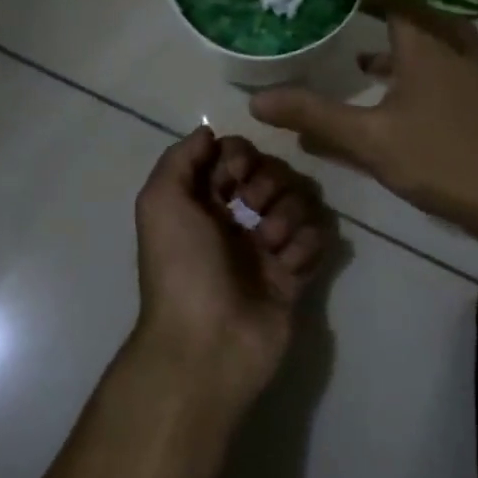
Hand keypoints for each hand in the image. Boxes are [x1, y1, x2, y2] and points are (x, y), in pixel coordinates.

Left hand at [132, 127, 333, 413]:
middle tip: (253, 208)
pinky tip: (289, 264)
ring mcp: (267, 248)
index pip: (235, 156)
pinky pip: (317, 239)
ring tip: (271, 244)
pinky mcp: (295, 276)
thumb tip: (209, 133)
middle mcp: (235, 220)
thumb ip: (180, 158)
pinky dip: (307, 244)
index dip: (241, 156)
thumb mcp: (160, 202)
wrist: (207, 344)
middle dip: (268, 183)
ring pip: (299, 202)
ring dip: (288, 214)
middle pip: (272, 173)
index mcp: (202, 202)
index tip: (237, 174)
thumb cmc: (180, 267)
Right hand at [249, 0, 477, 268]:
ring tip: (348, 40)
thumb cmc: (447, 160)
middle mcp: (452, 39)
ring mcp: (472, 64)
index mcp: (426, 38)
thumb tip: (255, 100)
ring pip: (422, 33)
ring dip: (387, 32)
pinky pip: (434, 58)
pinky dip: (405, 60)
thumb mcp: (371, 140)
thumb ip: (314, 115)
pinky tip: (382, 82)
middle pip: (406, 4)